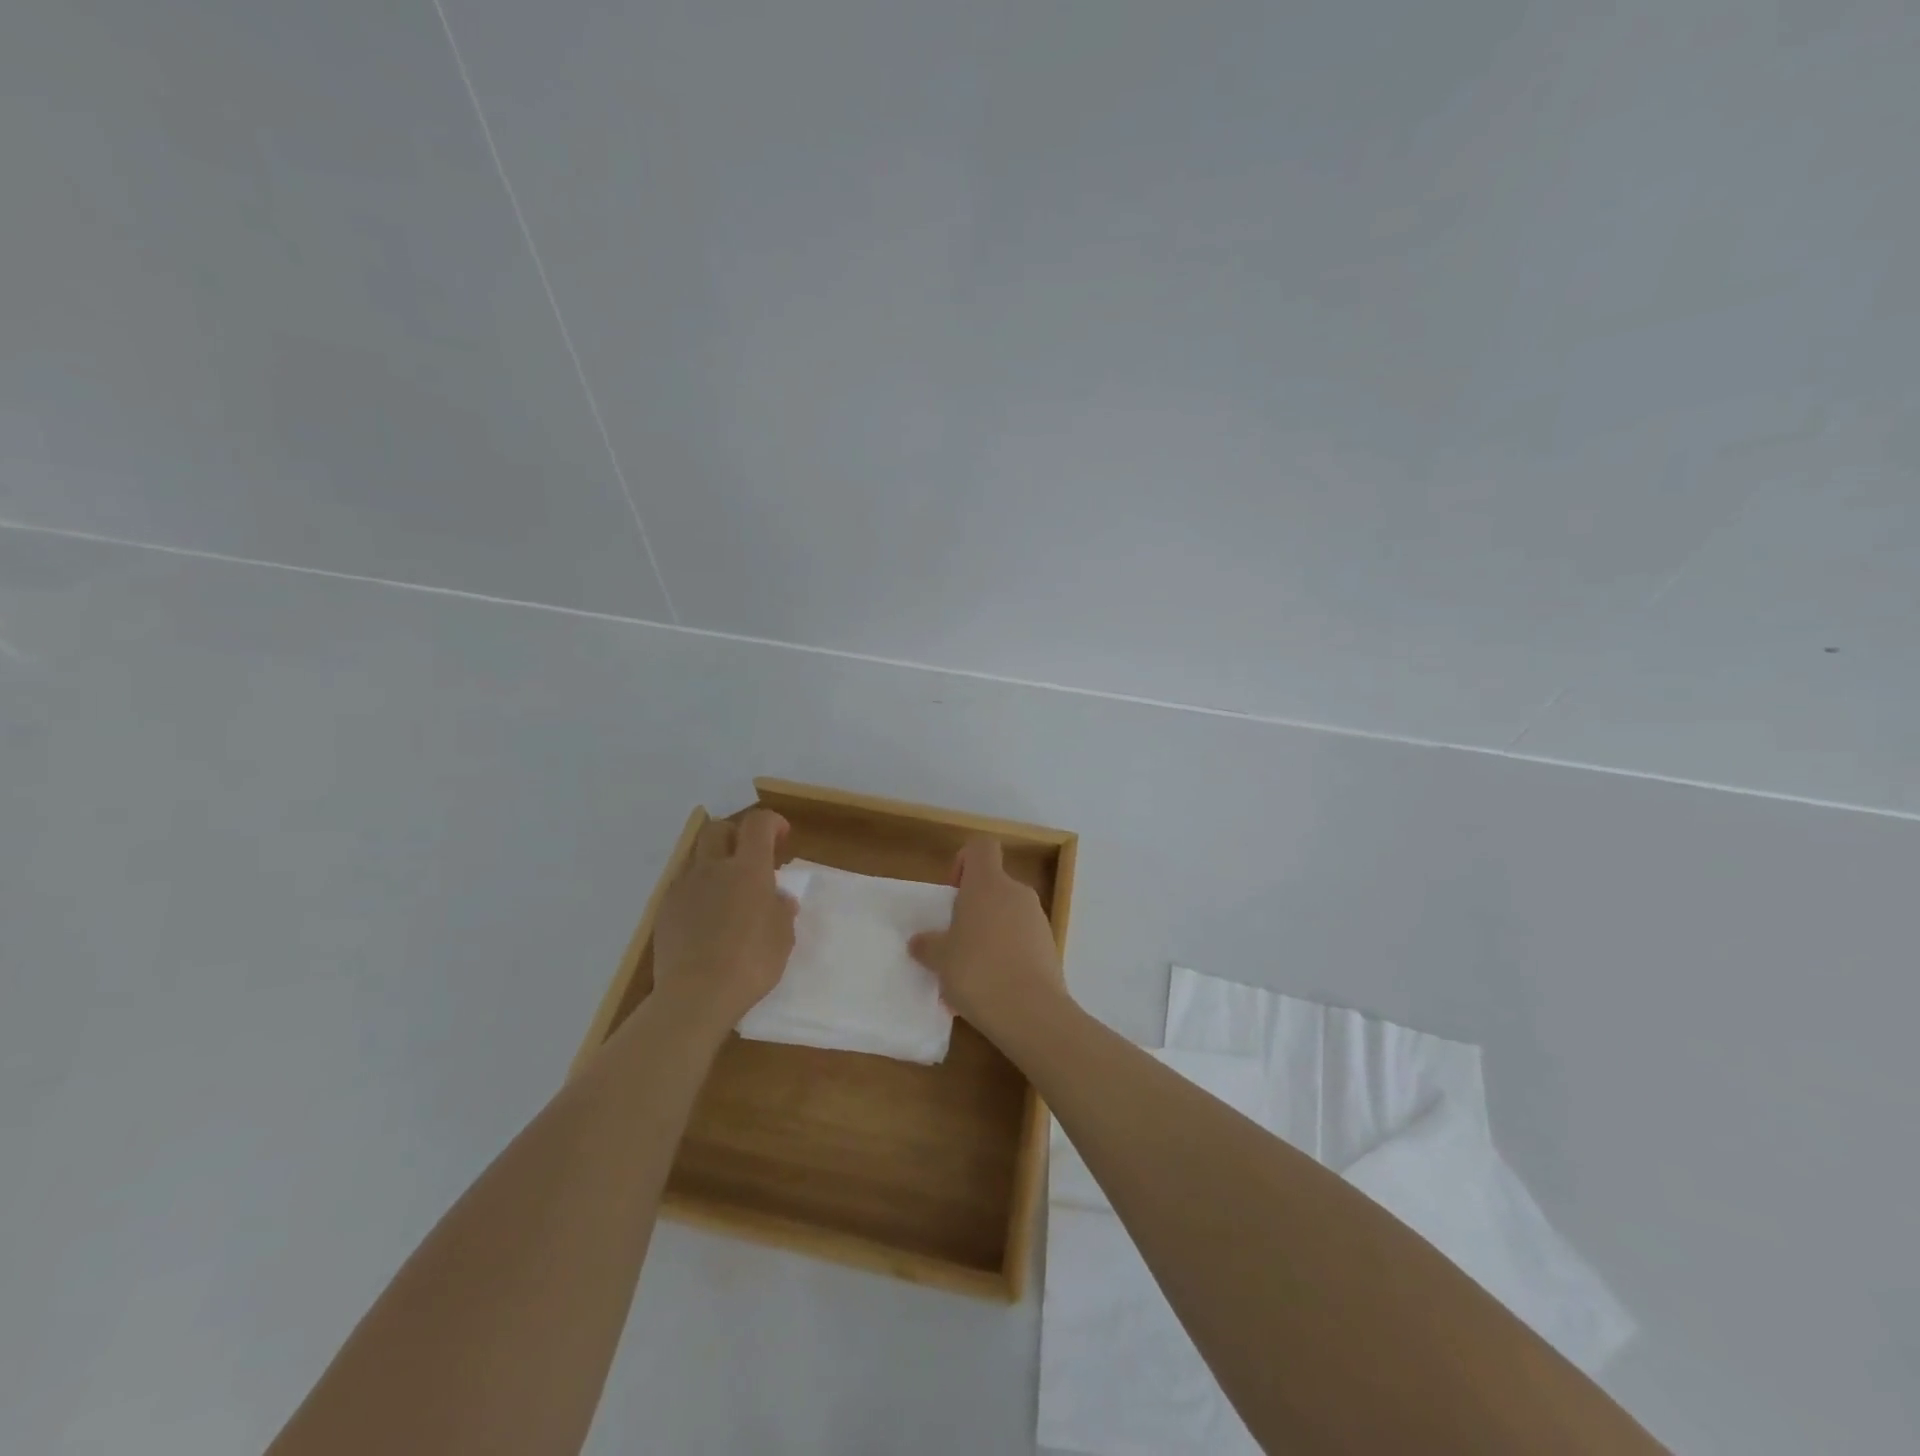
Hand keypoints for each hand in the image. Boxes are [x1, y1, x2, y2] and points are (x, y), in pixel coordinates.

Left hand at [651, 809, 797, 1040]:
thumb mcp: (783, 937)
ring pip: (697, 857)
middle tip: (749, 858)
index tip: (781, 837)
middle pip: (719, 829)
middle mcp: (713, 868)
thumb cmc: (751, 963)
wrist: (696, 995)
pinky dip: (698, 891)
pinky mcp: (664, 910)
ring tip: (726, 892)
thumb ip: (782, 910)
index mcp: (749, 868)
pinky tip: (706, 919)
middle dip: (736, 835)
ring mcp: (684, 887)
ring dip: (714, 863)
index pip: (758, 823)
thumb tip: (778, 897)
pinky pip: (683, 887)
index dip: (772, 823)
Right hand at [908, 837, 1066, 1040]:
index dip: (964, 861)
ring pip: (1007, 915)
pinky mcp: (1050, 946)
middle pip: (993, 885)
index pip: (981, 847)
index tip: (953, 892)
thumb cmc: (977, 971)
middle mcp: (1016, 892)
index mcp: (988, 883)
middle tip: (955, 940)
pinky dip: (1007, 954)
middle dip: (973, 908)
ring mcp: (1038, 919)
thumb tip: (919, 942)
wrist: (1031, 1012)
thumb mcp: (940, 959)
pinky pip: (1022, 940)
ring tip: (970, 972)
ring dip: (989, 933)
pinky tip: (992, 987)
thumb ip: (928, 945)